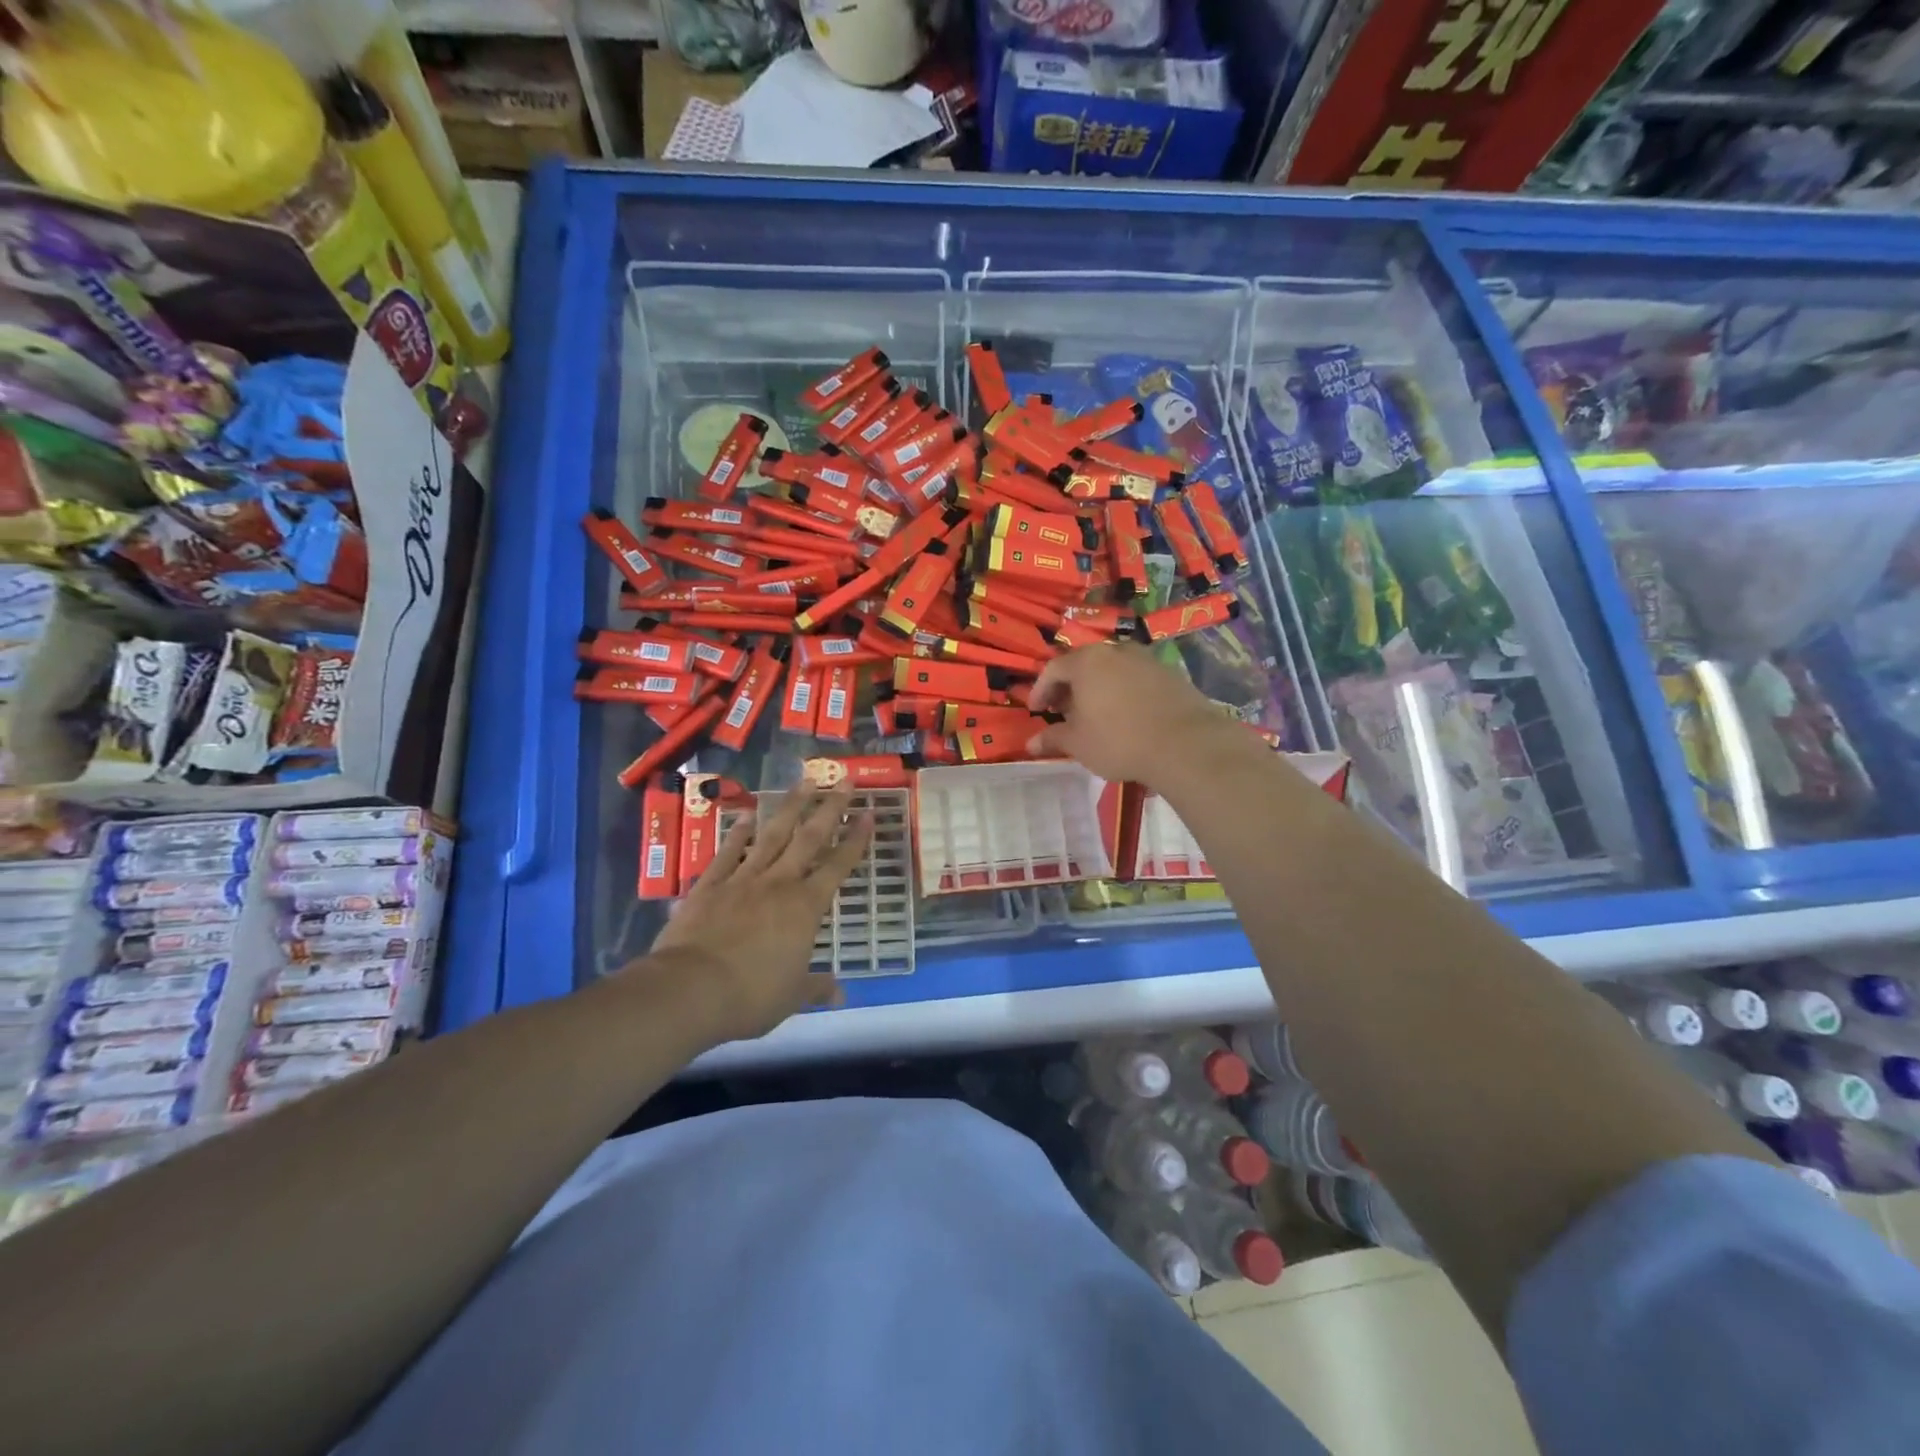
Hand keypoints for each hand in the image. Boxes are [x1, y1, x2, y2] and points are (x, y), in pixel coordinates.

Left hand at [647, 786, 872, 1042]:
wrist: (689, 990)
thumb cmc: (750, 996)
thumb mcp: (791, 996)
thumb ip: (816, 988)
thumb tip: (840, 994)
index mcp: (805, 907)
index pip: (838, 866)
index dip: (856, 840)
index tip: (869, 813)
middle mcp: (778, 883)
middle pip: (809, 839)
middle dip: (830, 809)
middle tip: (844, 781)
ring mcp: (742, 880)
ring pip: (772, 835)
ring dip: (791, 807)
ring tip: (805, 781)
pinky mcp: (710, 885)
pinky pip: (729, 852)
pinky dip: (739, 833)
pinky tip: (749, 815)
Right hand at [1026, 644, 1231, 786]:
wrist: (1185, 744)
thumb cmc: (1119, 741)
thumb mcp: (1079, 744)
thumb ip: (1053, 738)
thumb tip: (1031, 743)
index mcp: (1086, 662)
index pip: (1053, 669)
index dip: (1040, 690)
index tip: (1035, 710)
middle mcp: (1115, 650)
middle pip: (1083, 664)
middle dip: (1069, 688)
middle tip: (1062, 712)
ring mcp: (1145, 659)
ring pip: (1111, 669)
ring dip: (1097, 688)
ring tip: (1095, 714)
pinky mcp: (1170, 673)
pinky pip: (1135, 678)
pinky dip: (1122, 691)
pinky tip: (1125, 715)